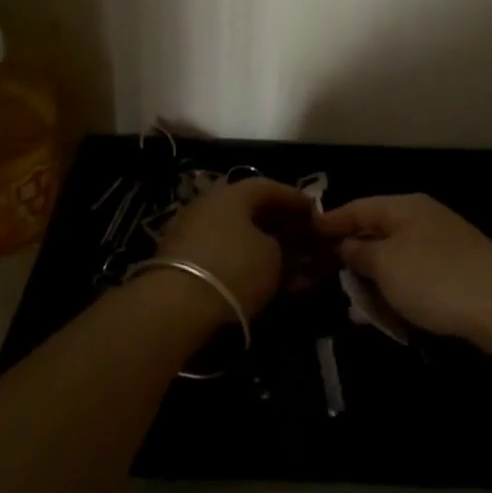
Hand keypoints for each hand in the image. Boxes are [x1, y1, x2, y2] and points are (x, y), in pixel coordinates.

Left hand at [155, 178, 308, 320]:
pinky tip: (258, 281)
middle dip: (278, 225)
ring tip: (285, 267)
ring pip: (235, 235)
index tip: (315, 211)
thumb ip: (282, 245)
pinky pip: (220, 254)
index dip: (294, 199)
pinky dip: (241, 263)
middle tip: (301, 240)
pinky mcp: (179, 260)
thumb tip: (277, 244)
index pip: (268, 187)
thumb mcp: (273, 257)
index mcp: (231, 193)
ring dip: (261, 247)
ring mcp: (190, 231)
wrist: (176, 305)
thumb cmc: (234, 268)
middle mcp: (208, 204)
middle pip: (250, 211)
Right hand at [316, 194, 491, 351]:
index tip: (305, 237)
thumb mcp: (386, 264)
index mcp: (405, 207)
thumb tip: (346, 244)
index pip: (358, 207)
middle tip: (326, 278)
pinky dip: (399, 294)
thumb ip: (360, 251)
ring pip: (397, 260)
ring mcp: (444, 246)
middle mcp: (424, 219)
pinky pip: (417, 279)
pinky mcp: (459, 274)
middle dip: (352, 256)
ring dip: (375, 282)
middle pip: (378, 232)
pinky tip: (389, 317)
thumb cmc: (436, 278)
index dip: (330, 222)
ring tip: (356, 310)